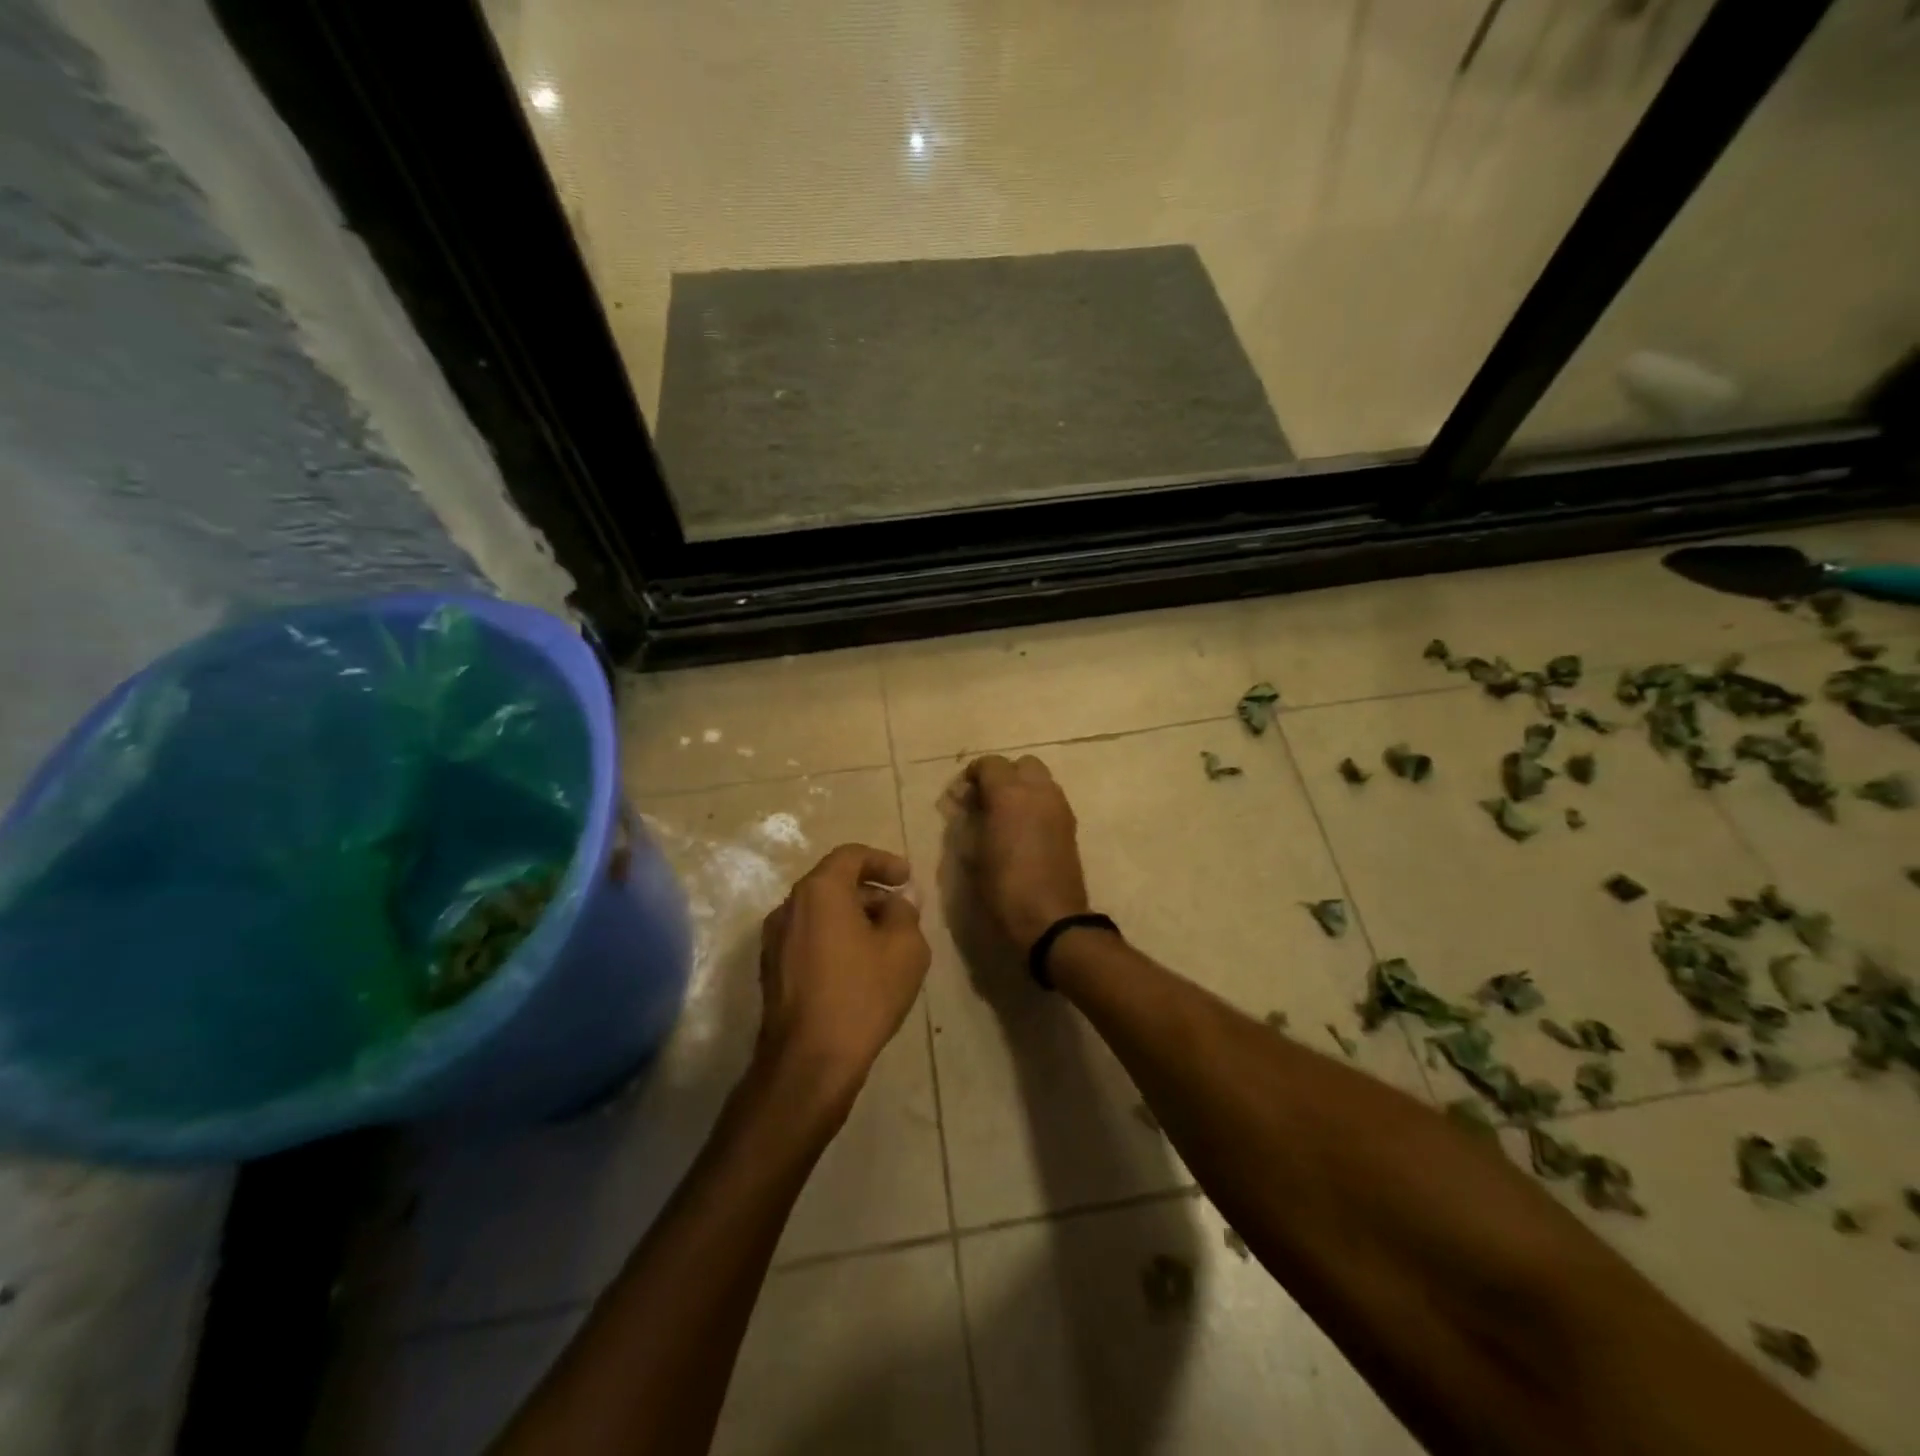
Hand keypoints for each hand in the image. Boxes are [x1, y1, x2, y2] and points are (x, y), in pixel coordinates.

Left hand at [755, 844, 930, 1111]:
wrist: (809, 1061)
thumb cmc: (862, 994)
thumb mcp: (905, 948)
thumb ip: (905, 912)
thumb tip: (898, 901)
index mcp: (819, 891)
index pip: (851, 856)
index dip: (884, 861)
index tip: (908, 878)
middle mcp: (789, 907)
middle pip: (833, 884)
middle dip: (870, 892)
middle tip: (901, 911)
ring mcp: (774, 940)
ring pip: (820, 913)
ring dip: (853, 917)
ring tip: (885, 941)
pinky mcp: (772, 970)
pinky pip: (809, 938)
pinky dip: (835, 939)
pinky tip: (859, 967)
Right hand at [958, 755, 1091, 949]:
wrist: (1051, 918)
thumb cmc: (1003, 887)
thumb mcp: (972, 854)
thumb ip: (966, 821)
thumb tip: (964, 805)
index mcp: (1009, 793)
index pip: (989, 764)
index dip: (973, 775)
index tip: (962, 797)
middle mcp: (1038, 790)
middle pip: (1021, 764)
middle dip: (1003, 776)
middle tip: (986, 801)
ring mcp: (1059, 806)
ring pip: (1040, 779)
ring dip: (1022, 788)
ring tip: (1005, 815)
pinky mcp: (1070, 824)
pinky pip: (1051, 799)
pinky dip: (1036, 803)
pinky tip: (1024, 829)